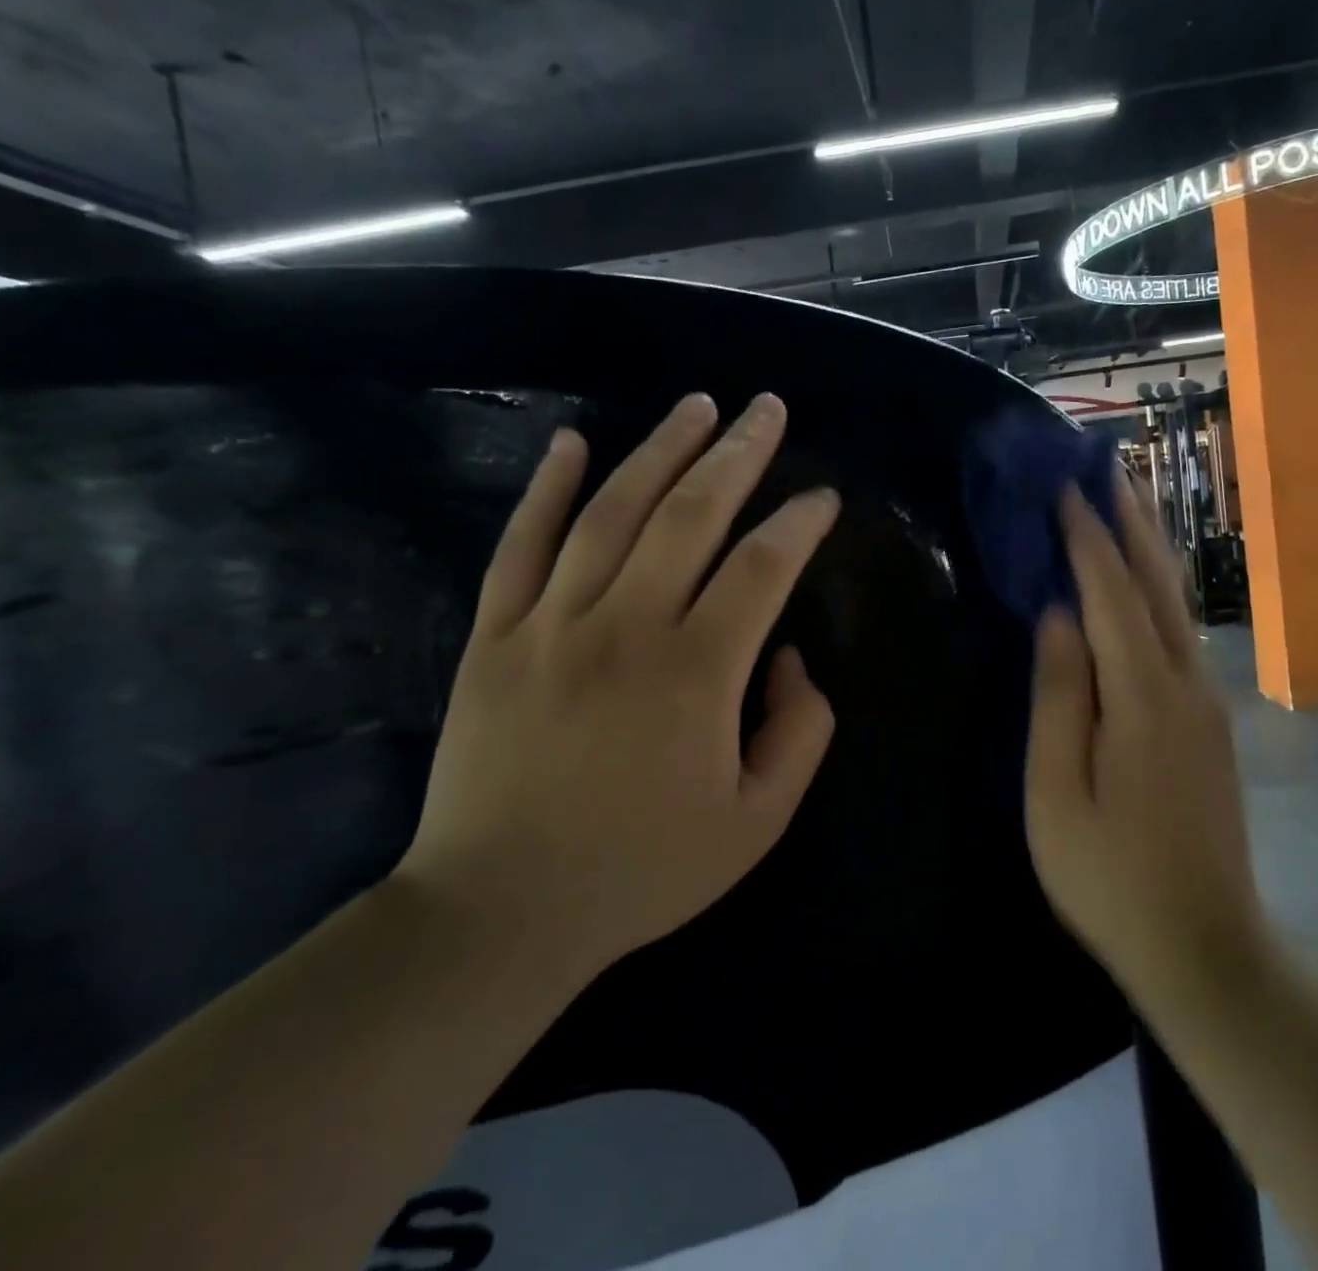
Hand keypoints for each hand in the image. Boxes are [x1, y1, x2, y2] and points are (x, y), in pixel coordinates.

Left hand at [397, 393, 840, 984]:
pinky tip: (572, 442)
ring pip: (612, 511)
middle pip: (691, 514)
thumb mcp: (757, 822)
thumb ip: (798, 732)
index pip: (762, 567)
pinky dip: (546, 488)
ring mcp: (551, 623)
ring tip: (696, 405)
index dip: (799, 523)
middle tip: (767, 407)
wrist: (501, 912)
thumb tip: (786, 656)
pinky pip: (520, 544)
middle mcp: (625, 627)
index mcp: (696, 672)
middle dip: (737, 453)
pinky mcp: (494, 635)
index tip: (823, 498)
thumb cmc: (643, 870)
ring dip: (660, 450)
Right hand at [1023, 471, 1264, 997]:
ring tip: (1123, 507)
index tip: (1066, 489)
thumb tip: (1058, 617)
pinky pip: (1176, 635)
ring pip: (1174, 607)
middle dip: (1131, 524)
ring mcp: (1205, 703)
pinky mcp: (1209, 722)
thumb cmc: (1109, 876)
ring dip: (1147, 551)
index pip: (1110, 595)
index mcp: (1143, 698)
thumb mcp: (1057, 792)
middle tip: (1108, 470)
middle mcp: (1185, 685)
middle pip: (1156, 586)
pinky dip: (1153, 594)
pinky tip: (1138, 586)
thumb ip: (1058, 698)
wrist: (1206, 946)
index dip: (1087, 539)